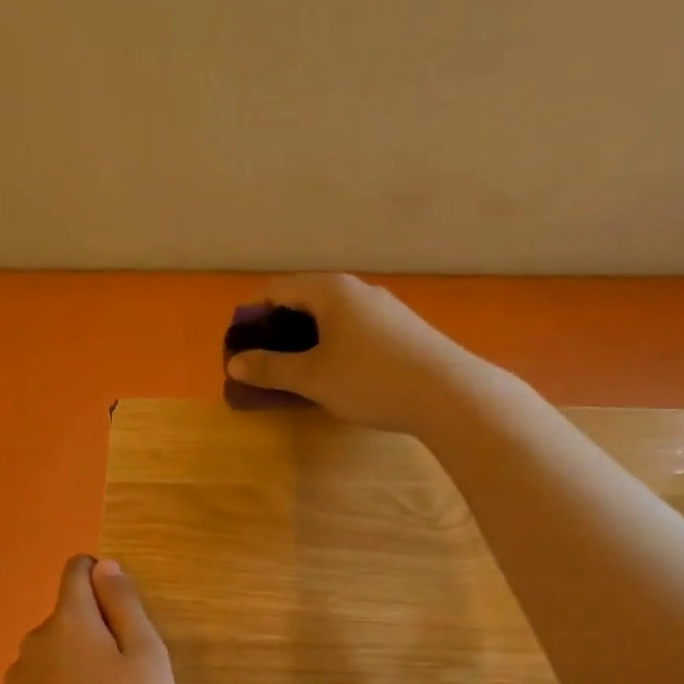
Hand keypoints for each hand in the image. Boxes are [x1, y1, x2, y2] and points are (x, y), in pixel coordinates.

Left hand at [0, 556, 177, 683]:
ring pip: (49, 656)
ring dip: (71, 665)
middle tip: (123, 676)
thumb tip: (104, 565)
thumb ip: (124, 603)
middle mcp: (32, 643)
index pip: (77, 571)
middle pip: (66, 618)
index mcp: (69, 622)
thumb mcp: (147, 656)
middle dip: (92, 633)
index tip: (123, 614)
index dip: (102, 580)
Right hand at [223, 274, 477, 434]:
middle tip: (267, 365)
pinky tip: (341, 377)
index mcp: (330, 290)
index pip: (278, 290)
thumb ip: (271, 369)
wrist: (448, 394)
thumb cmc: (370, 379)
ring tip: (300, 375)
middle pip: (306, 302)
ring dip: (309, 342)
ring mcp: (385, 309)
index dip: (253, 317)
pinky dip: (337, 348)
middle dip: (280, 332)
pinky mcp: (404, 330)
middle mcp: (358, 290)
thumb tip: (235, 364)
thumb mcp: (312, 378)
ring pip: (334, 319)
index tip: (241, 348)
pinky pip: (356, 332)